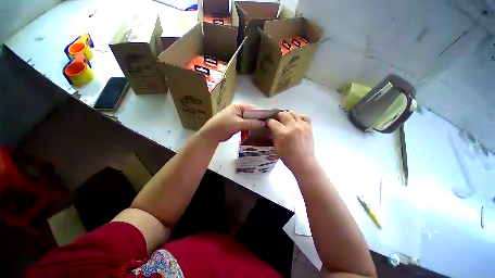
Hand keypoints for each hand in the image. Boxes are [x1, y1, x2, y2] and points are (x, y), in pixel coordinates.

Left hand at [199, 103, 264, 142]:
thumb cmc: (223, 126)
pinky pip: (245, 126)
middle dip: (257, 121)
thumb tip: (264, 123)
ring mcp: (237, 118)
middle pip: (251, 115)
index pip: (253, 108)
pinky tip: (251, 134)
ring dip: (253, 127)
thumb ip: (251, 123)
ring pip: (249, 121)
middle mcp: (238, 111)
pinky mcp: (236, 125)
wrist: (211, 135)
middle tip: (266, 127)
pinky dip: (248, 130)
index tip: (269, 120)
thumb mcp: (238, 124)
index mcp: (238, 107)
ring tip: (260, 131)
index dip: (261, 114)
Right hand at [267, 111, 316, 173]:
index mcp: (283, 133)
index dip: (269, 122)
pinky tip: (296, 121)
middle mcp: (292, 127)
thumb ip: (274, 135)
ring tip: (285, 119)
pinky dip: (299, 117)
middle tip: (276, 120)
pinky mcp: (309, 127)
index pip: (273, 122)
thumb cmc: (288, 157)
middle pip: (283, 114)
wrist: (304, 162)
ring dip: (287, 115)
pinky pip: (304, 116)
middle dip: (277, 116)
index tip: (268, 123)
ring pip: (293, 113)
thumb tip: (272, 128)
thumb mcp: (276, 146)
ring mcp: (302, 126)